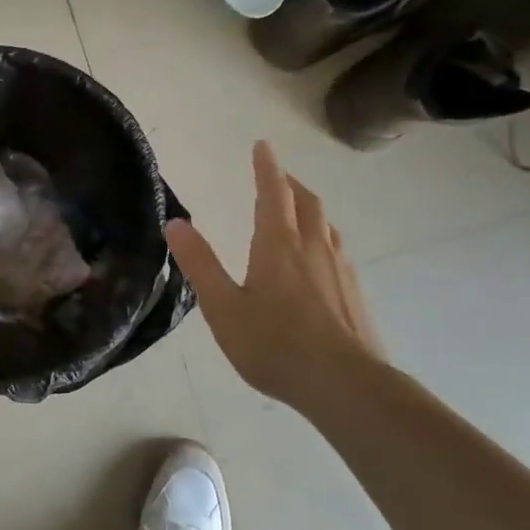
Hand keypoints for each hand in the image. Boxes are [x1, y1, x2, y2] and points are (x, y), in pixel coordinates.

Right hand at [165, 141, 383, 406]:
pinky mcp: (354, 294)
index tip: (263, 146)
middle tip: (277, 176)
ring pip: (327, 225)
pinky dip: (324, 238)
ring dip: (310, 209)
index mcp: (278, 245)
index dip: (266, 168)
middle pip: (306, 203)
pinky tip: (320, 260)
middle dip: (290, 184)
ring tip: (298, 211)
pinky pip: (338, 250)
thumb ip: (199, 264)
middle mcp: (313, 248)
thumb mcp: (223, 306)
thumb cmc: (274, 344)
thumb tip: (175, 223)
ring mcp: (340, 270)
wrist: (344, 384)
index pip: (273, 193)